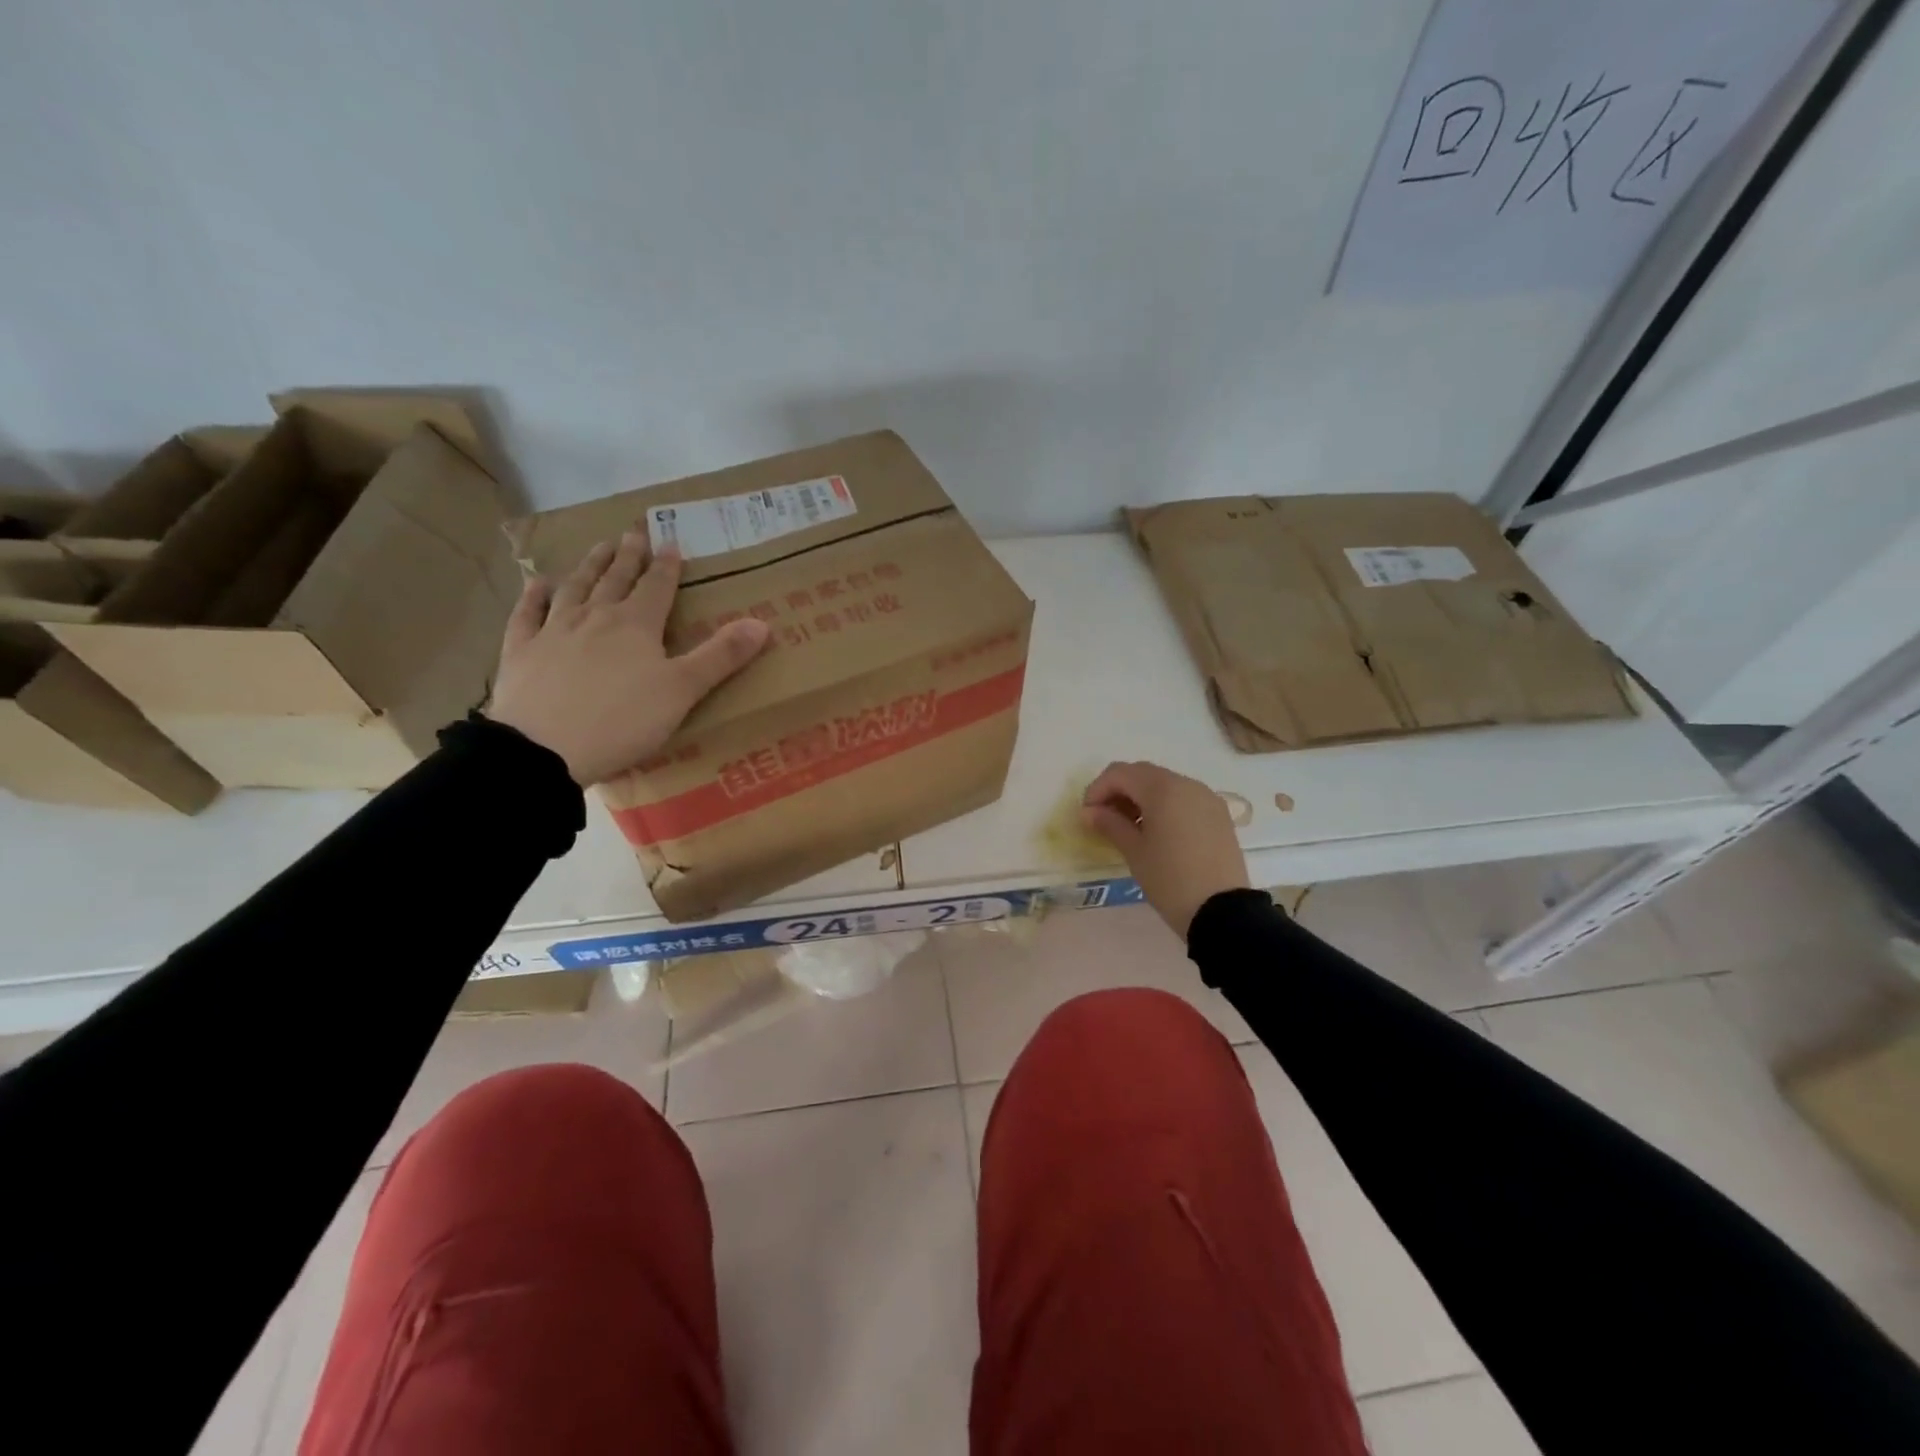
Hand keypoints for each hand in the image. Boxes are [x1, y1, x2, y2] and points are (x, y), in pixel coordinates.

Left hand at [487, 525, 768, 785]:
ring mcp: (553, 632)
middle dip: (627, 557)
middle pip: (614, 580)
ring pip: (574, 589)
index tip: (671, 543)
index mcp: (636, 625)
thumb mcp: (684, 691)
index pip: (657, 587)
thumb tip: (762, 623)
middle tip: (632, 533)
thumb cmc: (623, 721)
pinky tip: (538, 584)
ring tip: (597, 548)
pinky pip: (527, 615)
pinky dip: (534, 597)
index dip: (666, 566)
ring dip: (588, 567)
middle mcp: (595, 617)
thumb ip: (721, 656)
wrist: (543, 749)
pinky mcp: (520, 652)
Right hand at [1082, 761, 1251, 938]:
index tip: (1087, 815)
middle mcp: (1186, 784)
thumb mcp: (1134, 852)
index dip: (1097, 790)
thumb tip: (1089, 812)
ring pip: (1164, 784)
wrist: (1223, 912)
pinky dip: (1164, 805)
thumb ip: (1110, 824)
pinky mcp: (1218, 814)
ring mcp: (1206, 797)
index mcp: (1163, 789)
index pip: (1119, 773)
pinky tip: (1157, 831)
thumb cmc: (1170, 880)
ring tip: (1129, 827)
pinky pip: (1184, 798)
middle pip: (1142, 773)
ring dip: (1141, 797)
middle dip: (1119, 790)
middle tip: (1104, 819)